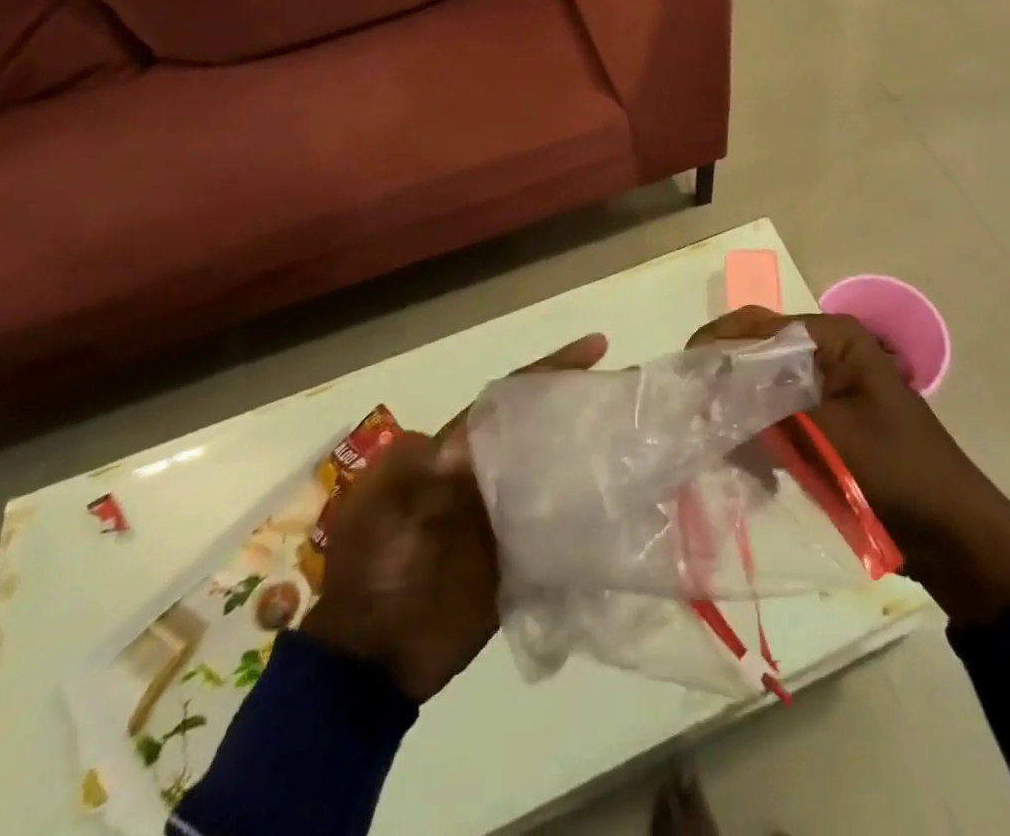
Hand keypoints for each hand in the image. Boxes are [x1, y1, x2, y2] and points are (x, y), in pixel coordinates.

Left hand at [300, 333, 606, 700]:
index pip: (511, 397)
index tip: (597, 347)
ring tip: (642, 441)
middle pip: (542, 428)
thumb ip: (420, 470)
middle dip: (583, 406)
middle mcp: (486, 474)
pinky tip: (624, 508)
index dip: (551, 369)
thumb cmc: (371, 571)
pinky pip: (560, 526)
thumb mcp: (381, 509)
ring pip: (556, 472)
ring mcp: (504, 515)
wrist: (367, 662)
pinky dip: (587, 514)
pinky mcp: (519, 558)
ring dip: (591, 456)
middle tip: (634, 393)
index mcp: (455, 451)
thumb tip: (465, 440)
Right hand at [688, 308, 1009, 624]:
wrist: (954, 536)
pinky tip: (755, 474)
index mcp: (835, 339)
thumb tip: (705, 396)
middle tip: (692, 419)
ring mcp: (825, 389)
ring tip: (721, 453)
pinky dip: (760, 441)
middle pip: (757, 356)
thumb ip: (766, 411)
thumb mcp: (828, 438)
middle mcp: (827, 353)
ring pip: (762, 390)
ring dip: (741, 419)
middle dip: (725, 386)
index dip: (716, 344)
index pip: (759, 325)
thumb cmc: (897, 473)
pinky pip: (777, 420)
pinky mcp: (824, 424)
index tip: (680, 377)